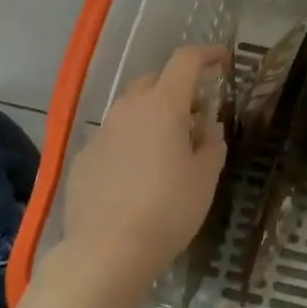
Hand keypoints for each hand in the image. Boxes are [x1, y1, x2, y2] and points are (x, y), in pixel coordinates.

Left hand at [60, 44, 228, 291]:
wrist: (104, 253)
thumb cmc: (166, 212)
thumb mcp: (204, 179)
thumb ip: (212, 145)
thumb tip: (208, 128)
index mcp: (162, 106)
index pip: (185, 61)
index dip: (207, 54)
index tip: (223, 59)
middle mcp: (128, 109)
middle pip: (155, 81)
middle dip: (178, 89)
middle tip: (196, 116)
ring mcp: (101, 133)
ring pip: (131, 109)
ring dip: (153, 116)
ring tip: (168, 148)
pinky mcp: (83, 158)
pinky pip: (113, 138)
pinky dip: (130, 143)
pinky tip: (137, 176)